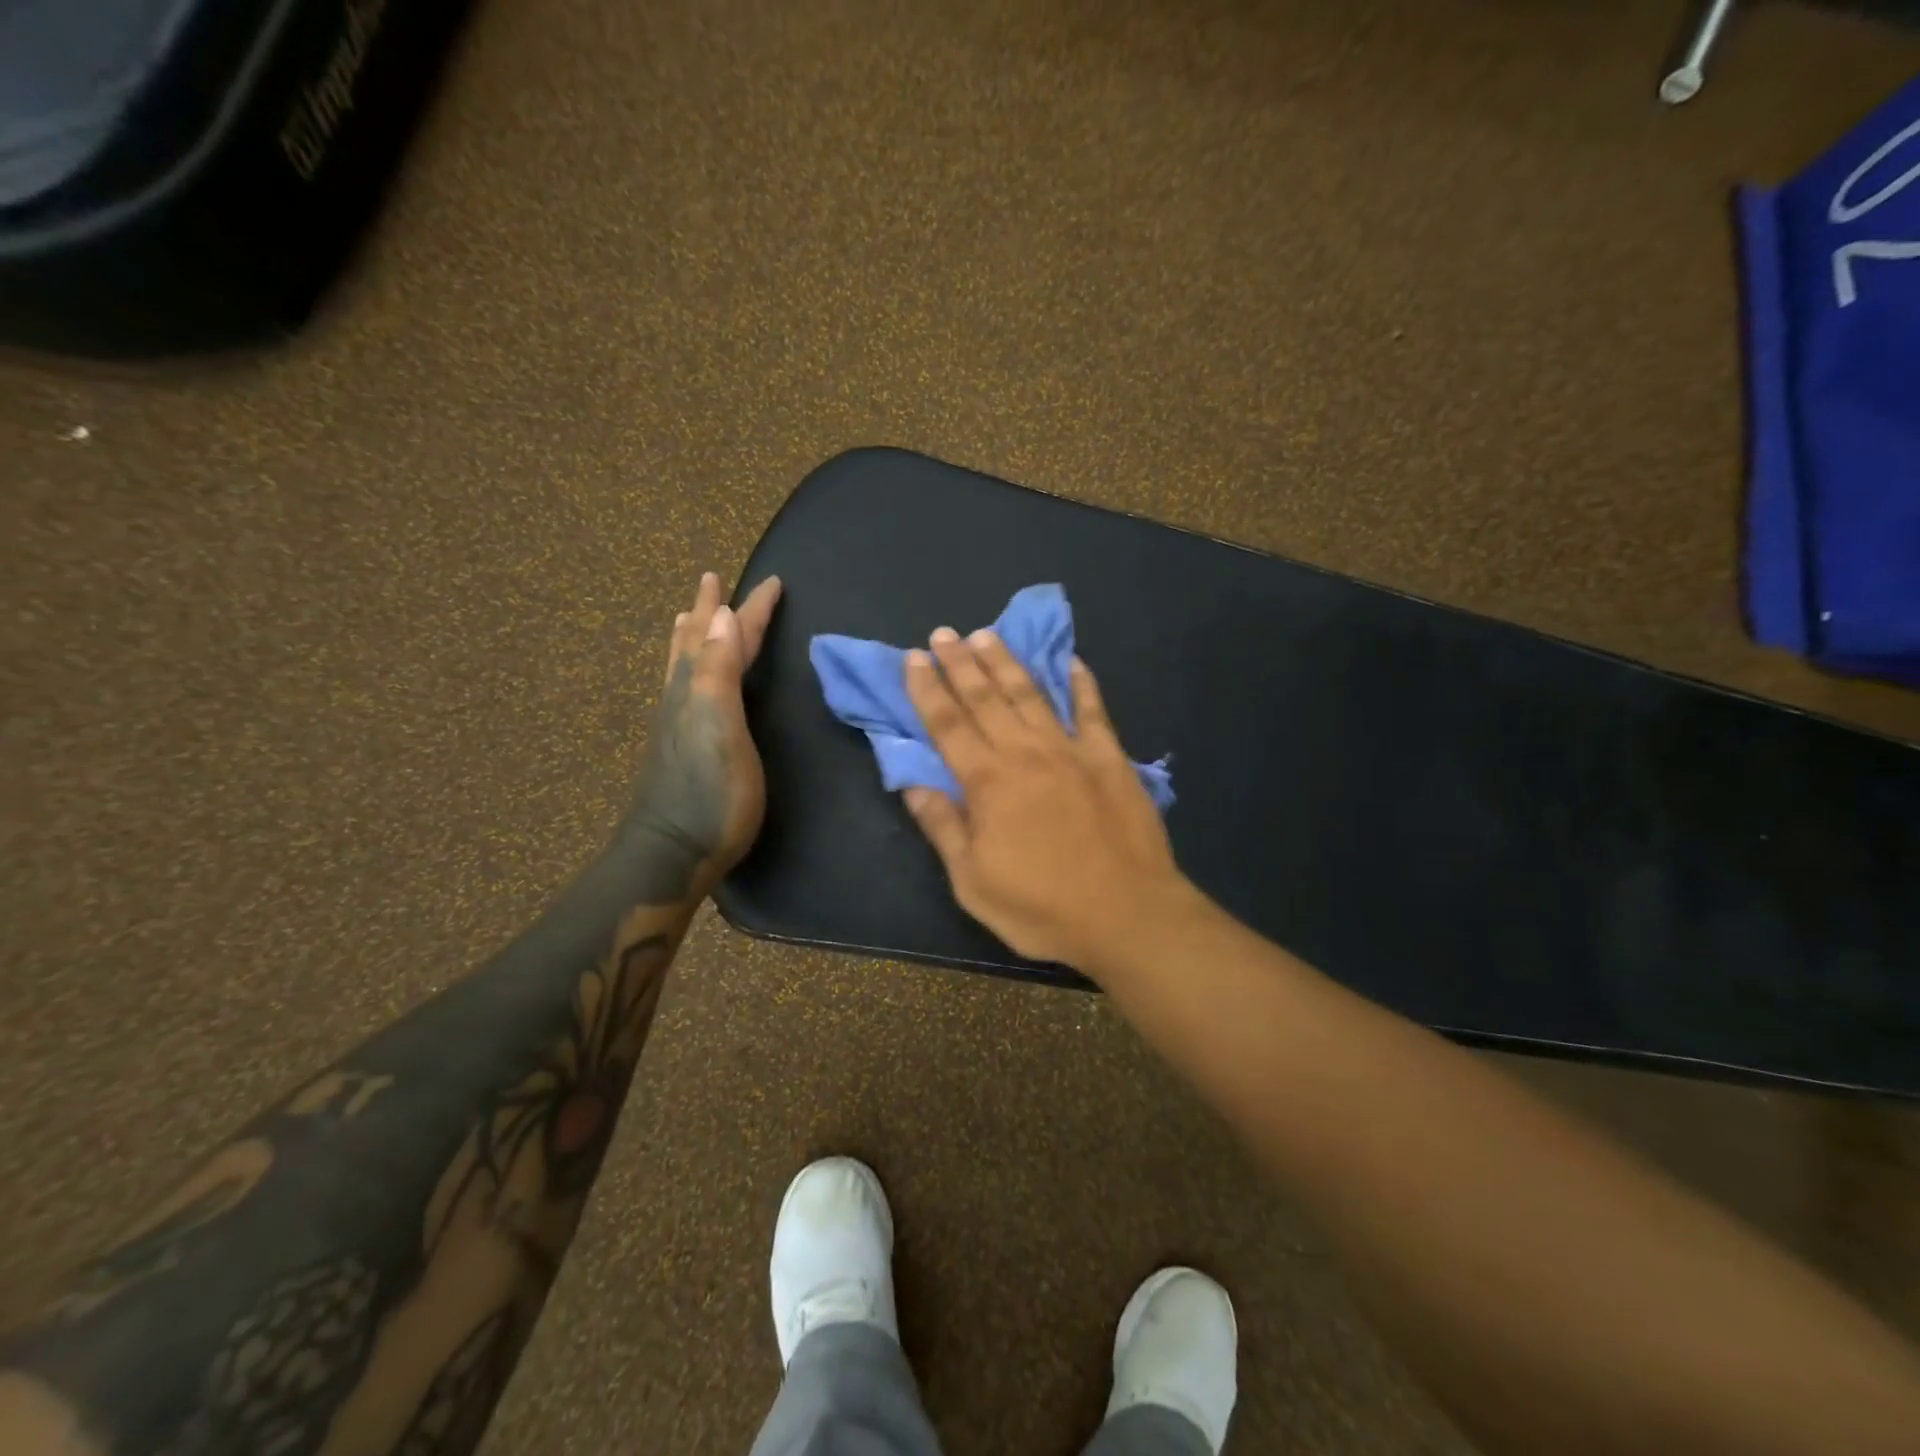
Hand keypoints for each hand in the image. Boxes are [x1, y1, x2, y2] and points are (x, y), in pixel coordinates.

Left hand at [625, 572, 782, 895]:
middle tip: (713, 581)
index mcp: (699, 688)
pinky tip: (692, 681)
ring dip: (693, 636)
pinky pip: (686, 688)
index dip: (751, 609)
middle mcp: (684, 697)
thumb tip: (723, 614)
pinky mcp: (682, 746)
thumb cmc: (710, 794)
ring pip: (685, 664)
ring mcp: (679, 723)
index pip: (729, 636)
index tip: (774, 582)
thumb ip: (718, 672)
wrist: (671, 854)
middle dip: (711, 611)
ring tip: (692, 616)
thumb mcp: (719, 729)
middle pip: (698, 643)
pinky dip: (691, 667)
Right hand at [901, 627, 1186, 971]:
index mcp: (987, 782)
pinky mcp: (1110, 758)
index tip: (913, 659)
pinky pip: (1092, 710)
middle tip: (943, 634)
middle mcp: (1025, 753)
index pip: (947, 724)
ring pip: (1031, 694)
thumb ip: (943, 827)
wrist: (1126, 914)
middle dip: (960, 663)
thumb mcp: (973, 881)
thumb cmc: (1041, 907)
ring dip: (1006, 663)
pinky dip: (1080, 684)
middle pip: (985, 698)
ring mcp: (1071, 750)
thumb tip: (912, 785)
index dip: (927, 690)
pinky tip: (1071, 662)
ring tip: (987, 635)